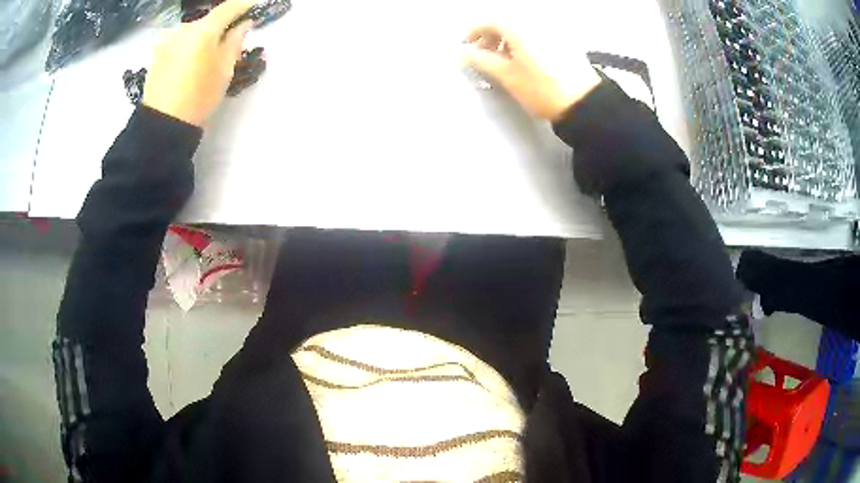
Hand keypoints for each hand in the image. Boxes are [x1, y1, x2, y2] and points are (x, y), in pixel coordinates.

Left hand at [143, 0, 254, 126]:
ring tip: (205, 56)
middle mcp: (184, 28)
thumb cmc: (198, 98)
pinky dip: (188, 45)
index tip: (255, 4)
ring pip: (192, 31)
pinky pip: (179, 41)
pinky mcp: (157, 53)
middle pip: (209, 20)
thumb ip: (235, 42)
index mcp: (204, 30)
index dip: (244, 4)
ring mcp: (168, 40)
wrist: (162, 125)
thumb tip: (244, 24)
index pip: (229, 8)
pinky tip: (188, 62)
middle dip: (221, 26)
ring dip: (203, 36)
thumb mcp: (224, 71)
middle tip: (230, 40)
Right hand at [463, 24, 601, 121]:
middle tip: (484, 56)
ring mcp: (552, 31)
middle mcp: (535, 23)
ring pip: (522, 29)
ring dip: (507, 41)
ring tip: (504, 61)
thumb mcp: (506, 76)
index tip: (467, 47)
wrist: (583, 102)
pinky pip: (536, 35)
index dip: (474, 32)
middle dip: (491, 37)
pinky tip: (525, 60)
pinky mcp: (564, 42)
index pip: (489, 22)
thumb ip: (481, 60)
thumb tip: (462, 52)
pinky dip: (524, 43)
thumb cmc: (540, 88)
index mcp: (519, 27)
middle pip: (506, 23)